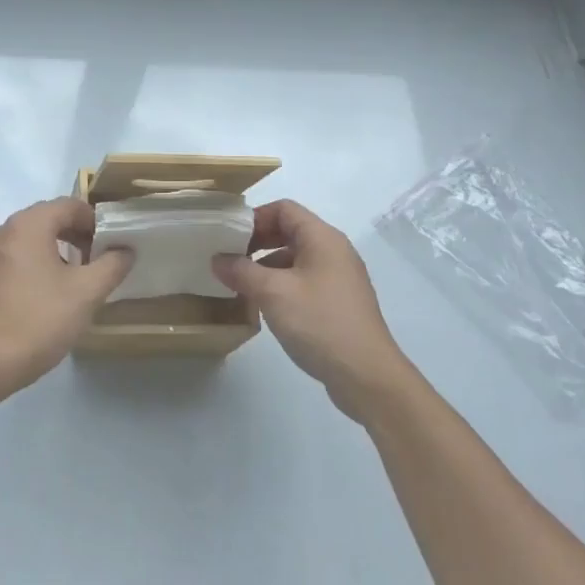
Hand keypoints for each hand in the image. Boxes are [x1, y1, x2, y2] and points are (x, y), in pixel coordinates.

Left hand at [0, 198, 133, 393]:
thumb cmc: (40, 319)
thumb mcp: (87, 292)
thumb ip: (112, 265)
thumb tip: (125, 250)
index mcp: (28, 225)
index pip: (69, 205)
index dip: (95, 221)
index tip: (111, 246)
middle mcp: (3, 231)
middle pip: (47, 219)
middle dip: (75, 235)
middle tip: (96, 262)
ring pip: (29, 241)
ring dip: (55, 251)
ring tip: (73, 281)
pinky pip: (13, 261)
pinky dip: (33, 267)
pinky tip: (44, 298)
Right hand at [212, 200, 418, 418]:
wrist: (367, 376)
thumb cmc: (319, 322)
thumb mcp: (272, 293)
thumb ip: (241, 271)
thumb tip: (217, 259)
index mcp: (322, 238)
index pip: (284, 209)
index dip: (254, 218)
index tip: (227, 237)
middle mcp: (334, 251)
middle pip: (289, 231)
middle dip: (256, 242)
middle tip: (228, 260)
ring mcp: (339, 279)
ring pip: (295, 259)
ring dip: (265, 267)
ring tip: (240, 285)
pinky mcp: (338, 303)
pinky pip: (304, 282)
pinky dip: (281, 286)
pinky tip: (263, 307)